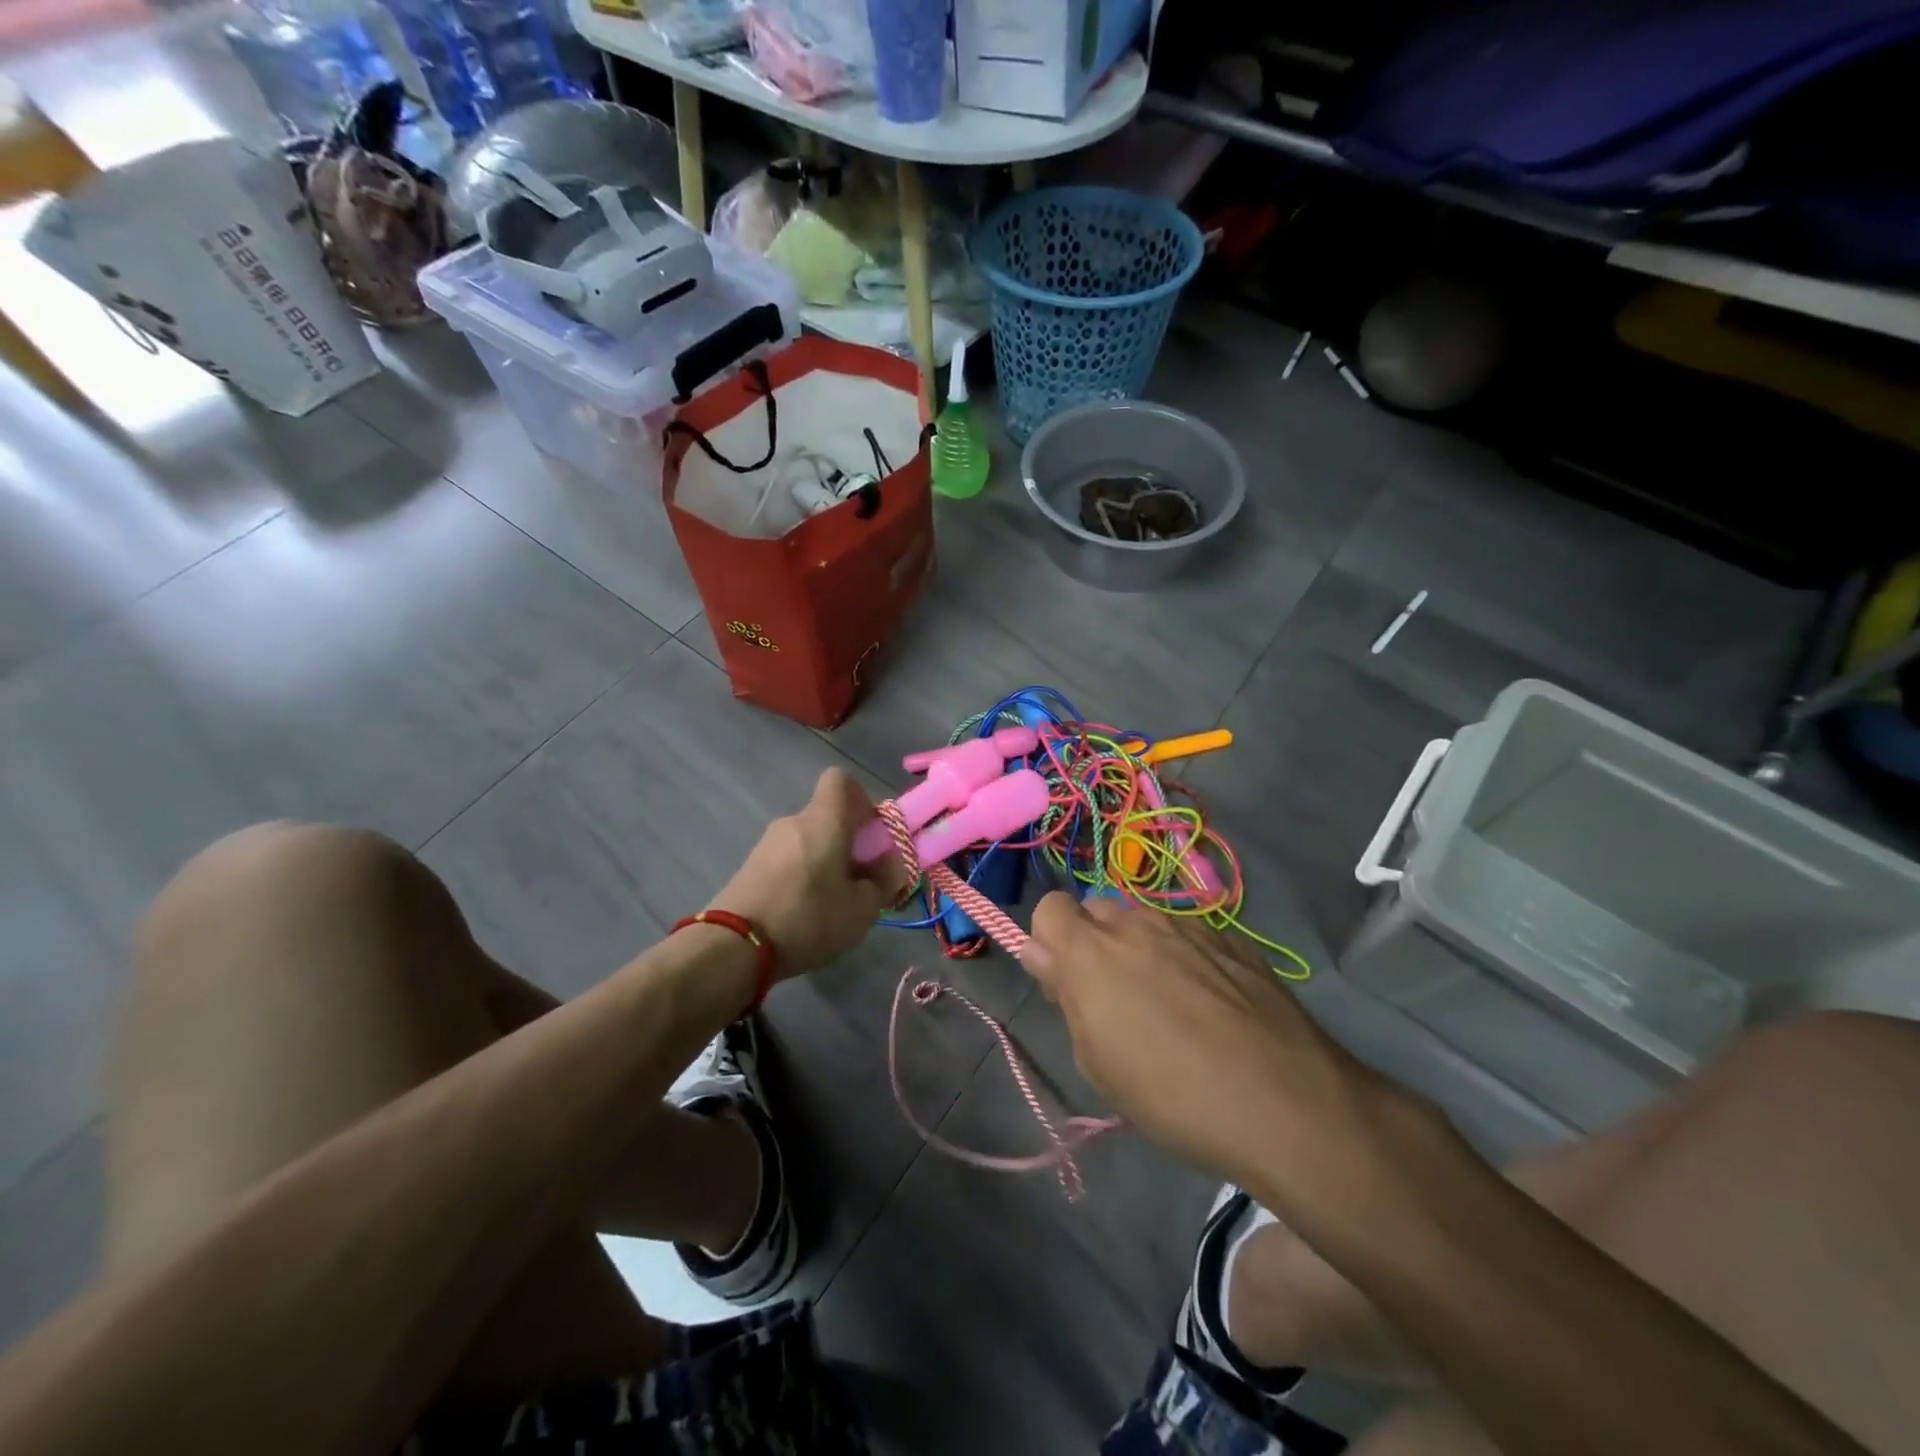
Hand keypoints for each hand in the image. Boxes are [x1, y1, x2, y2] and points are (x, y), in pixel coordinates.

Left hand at [710, 768, 907, 979]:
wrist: (734, 947)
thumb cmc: (808, 917)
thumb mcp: (862, 909)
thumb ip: (881, 883)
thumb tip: (886, 868)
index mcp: (823, 820)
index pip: (841, 780)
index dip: (861, 800)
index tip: (871, 834)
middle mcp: (793, 822)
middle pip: (827, 817)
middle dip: (847, 842)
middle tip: (860, 880)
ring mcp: (767, 844)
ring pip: (807, 842)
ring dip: (824, 863)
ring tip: (832, 904)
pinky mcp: (750, 868)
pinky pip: (788, 861)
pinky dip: (801, 877)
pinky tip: (804, 913)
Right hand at [1023, 894, 1391, 1195]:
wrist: (1287, 1103)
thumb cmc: (1174, 1096)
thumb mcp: (1099, 1063)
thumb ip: (1065, 996)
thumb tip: (1040, 954)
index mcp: (1092, 952)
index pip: (1050, 907)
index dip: (1050, 940)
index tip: (1064, 981)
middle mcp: (1137, 924)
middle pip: (1097, 910)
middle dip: (1094, 943)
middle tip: (1114, 999)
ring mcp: (1189, 926)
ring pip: (1144, 922)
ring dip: (1140, 949)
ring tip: (1170, 1004)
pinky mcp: (1233, 939)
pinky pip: (1190, 935)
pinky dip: (1186, 957)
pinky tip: (1212, 1005)